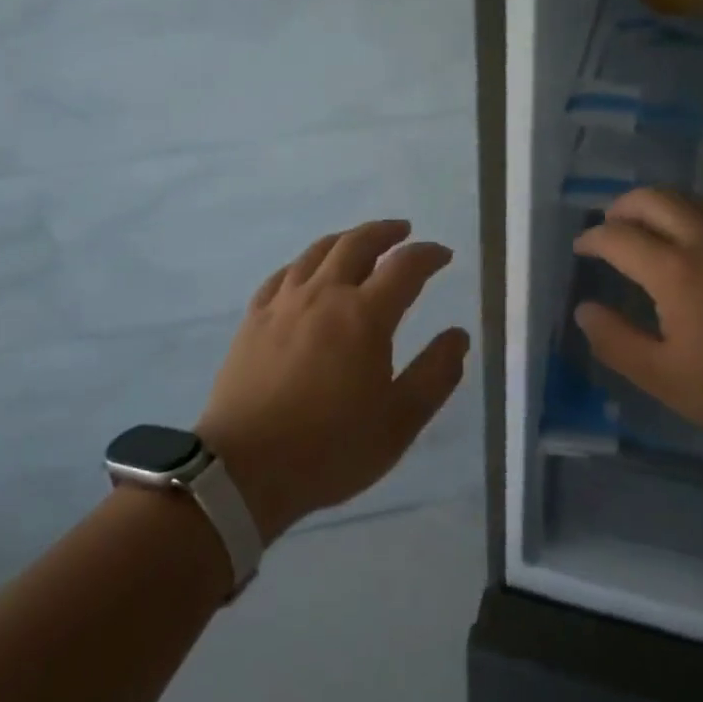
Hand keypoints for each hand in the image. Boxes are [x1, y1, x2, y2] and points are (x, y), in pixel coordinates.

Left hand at [196, 219, 470, 541]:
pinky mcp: (254, 318)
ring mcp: (284, 303)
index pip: (405, 267)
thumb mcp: (399, 422)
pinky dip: (305, 263)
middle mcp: (324, 295)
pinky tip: (307, 272)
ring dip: (345, 239)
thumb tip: (458, 336)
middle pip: (357, 244)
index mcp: (364, 316)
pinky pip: (283, 275)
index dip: (428, 255)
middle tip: (402, 231)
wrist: (244, 470)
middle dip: (385, 232)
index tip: (443, 255)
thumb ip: (435, 374)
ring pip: (317, 252)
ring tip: (359, 242)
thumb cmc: (330, 448)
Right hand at [572, 189, 702, 458]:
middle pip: (656, 198)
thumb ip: (617, 342)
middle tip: (609, 225)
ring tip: (647, 231)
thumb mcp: (666, 378)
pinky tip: (697, 249)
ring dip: (659, 206)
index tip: (581, 248)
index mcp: (676, 270)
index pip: (619, 237)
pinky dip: (692, 218)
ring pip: (692, 201)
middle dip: (623, 206)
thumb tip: (584, 311)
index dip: (593, 238)